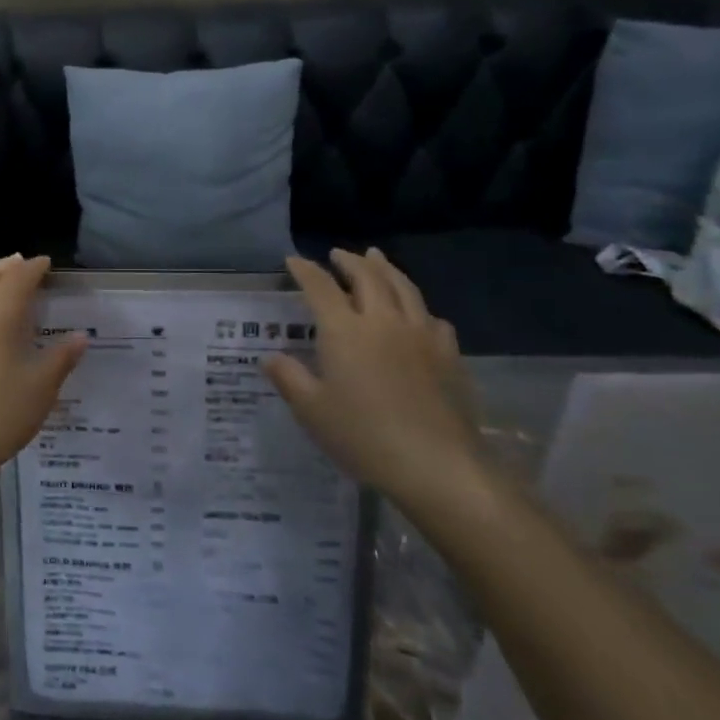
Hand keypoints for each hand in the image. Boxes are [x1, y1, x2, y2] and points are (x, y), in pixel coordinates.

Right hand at [264, 250, 484, 512]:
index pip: (321, 287)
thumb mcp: (312, 411)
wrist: (437, 465)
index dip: (306, 270)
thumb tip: (270, 357)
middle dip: (350, 261)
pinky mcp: (449, 356)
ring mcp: (421, 336)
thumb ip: (289, 378)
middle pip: (368, 277)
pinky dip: (418, 306)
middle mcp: (383, 322)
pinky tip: (418, 314)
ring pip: (404, 288)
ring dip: (387, 269)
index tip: (294, 260)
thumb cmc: (363, 436)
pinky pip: (432, 318)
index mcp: (345, 331)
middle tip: (338, 254)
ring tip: (377, 259)